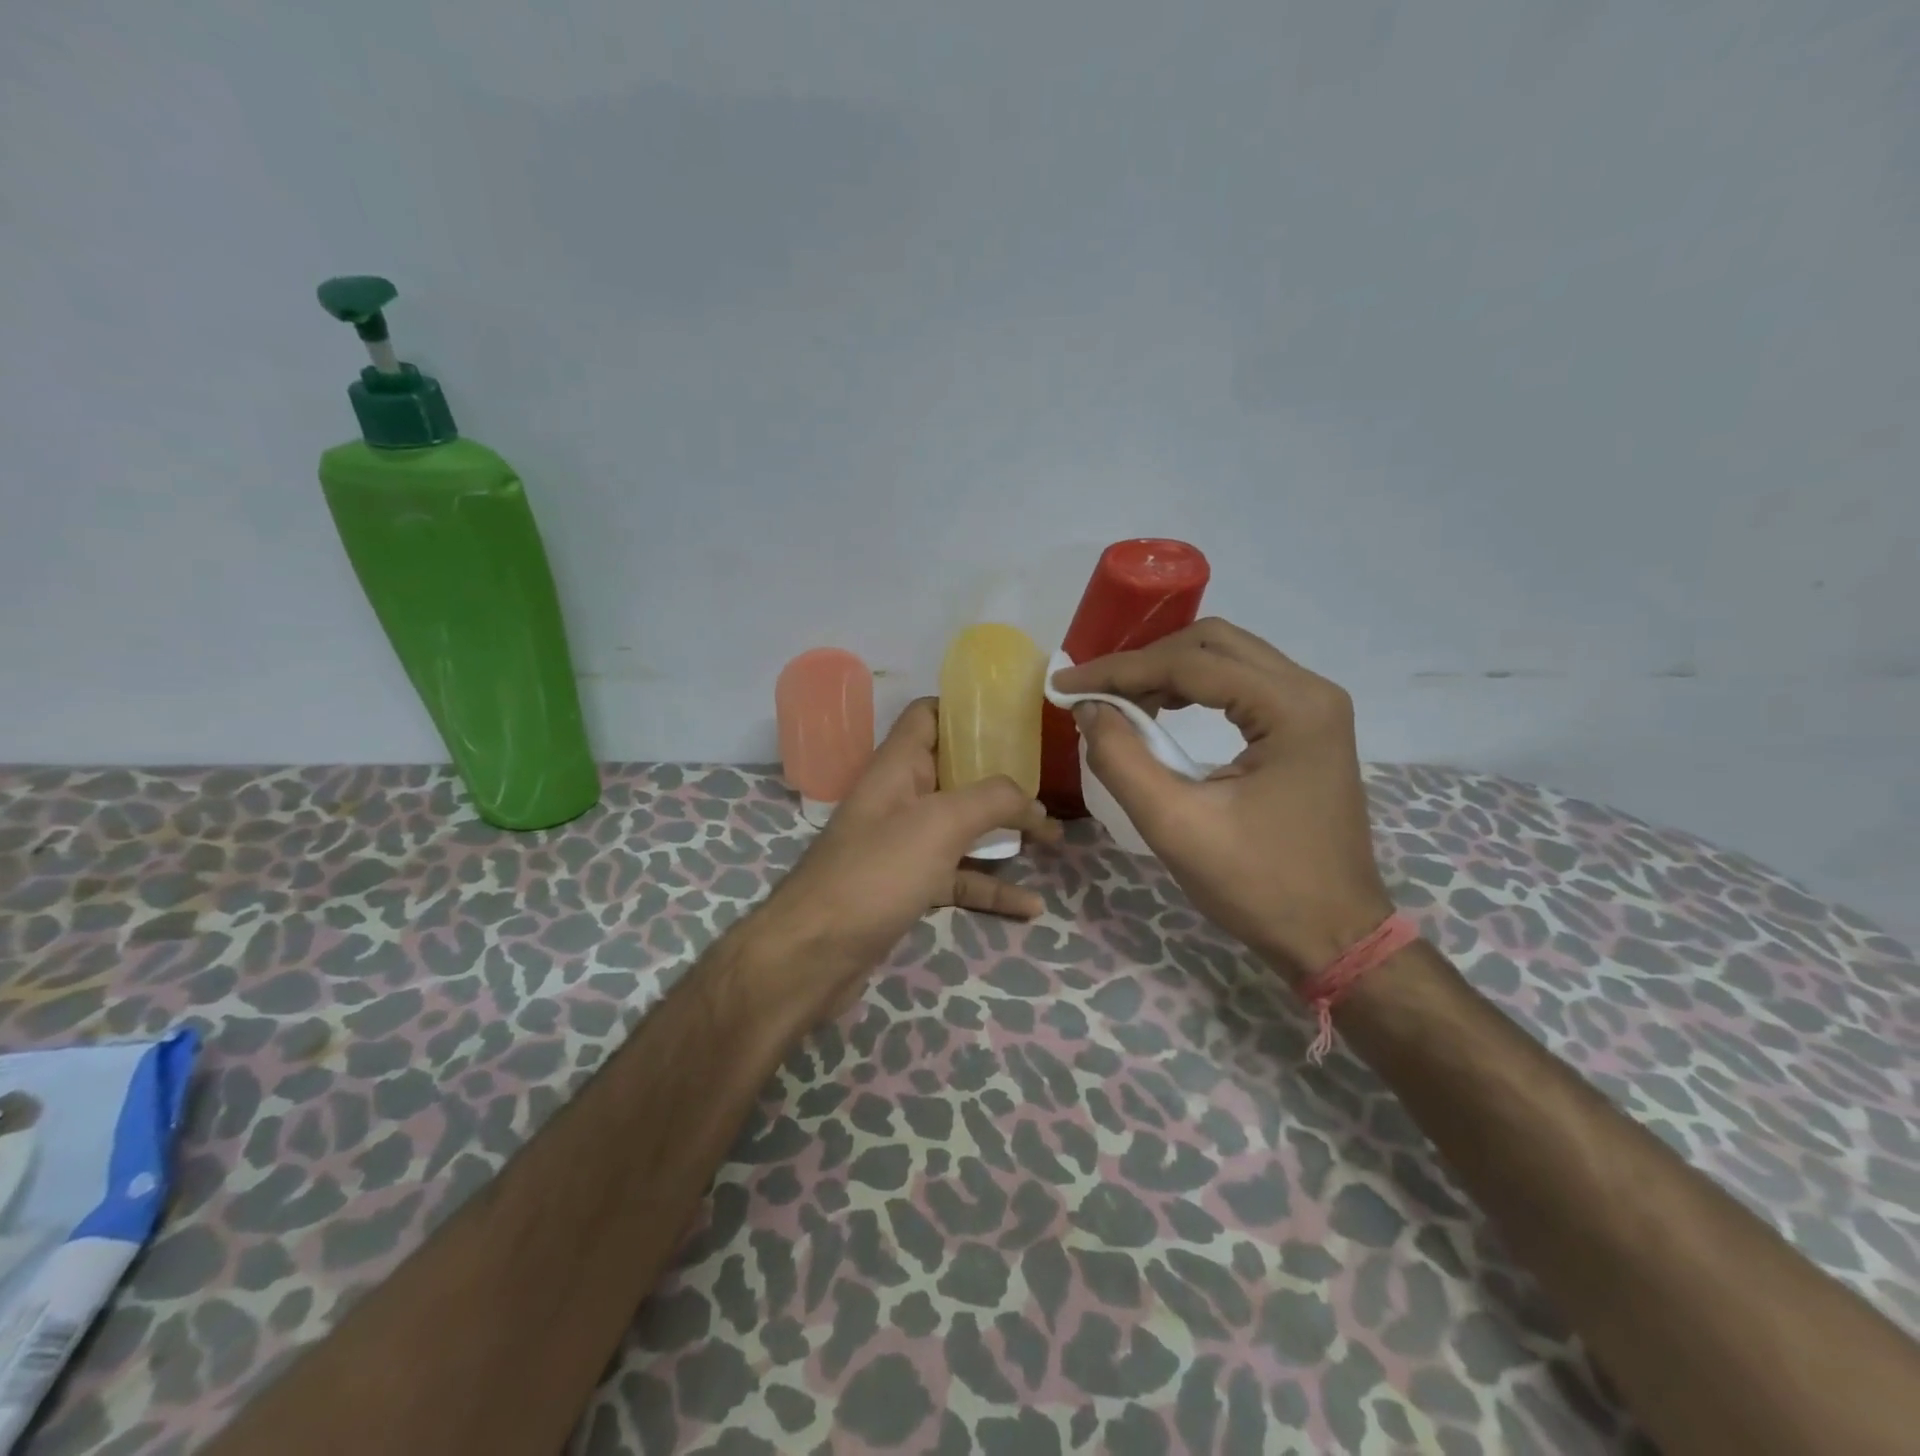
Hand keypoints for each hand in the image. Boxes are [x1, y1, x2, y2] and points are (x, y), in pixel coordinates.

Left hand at [747, 698, 1058, 1033]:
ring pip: (961, 828)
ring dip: (1004, 833)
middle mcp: (899, 798)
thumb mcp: (940, 824)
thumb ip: (992, 800)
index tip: (1017, 719)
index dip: (969, 710)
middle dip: (1002, 775)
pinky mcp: (907, 887)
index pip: (930, 716)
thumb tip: (1033, 801)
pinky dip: (991, 888)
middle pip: (955, 772)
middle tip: (1049, 781)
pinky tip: (1030, 906)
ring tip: (1053, 839)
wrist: (814, 954)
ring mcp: (902, 845)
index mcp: (897, 766)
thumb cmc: (875, 873)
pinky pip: (957, 878)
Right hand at [1055, 618, 1391, 980]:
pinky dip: (1195, 689)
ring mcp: (1315, 707)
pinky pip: (1242, 685)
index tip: (1066, 684)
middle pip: (1213, 643)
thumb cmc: (1258, 886)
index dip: (1119, 670)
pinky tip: (1162, 712)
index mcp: (1292, 708)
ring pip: (1228, 658)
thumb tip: (1089, 709)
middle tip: (1095, 690)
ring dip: (1168, 671)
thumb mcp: (1175, 825)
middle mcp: (1311, 691)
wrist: (1334, 936)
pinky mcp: (1309, 727)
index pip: (1191, 663)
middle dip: (1145, 661)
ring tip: (1119, 701)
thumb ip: (1122, 759)